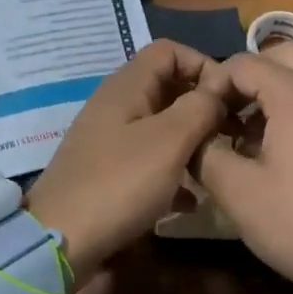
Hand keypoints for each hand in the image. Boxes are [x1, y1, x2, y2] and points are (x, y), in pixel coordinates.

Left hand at [27, 41, 226, 284]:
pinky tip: (189, 201)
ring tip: (216, 165)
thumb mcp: (169, 141)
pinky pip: (149, 161)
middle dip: (202, 106)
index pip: (168, 51)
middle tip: (231, 133)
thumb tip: (220, 88)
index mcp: (126, 87)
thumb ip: (199, 107)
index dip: (202, 64)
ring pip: (160, 127)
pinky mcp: (107, 174)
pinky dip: (172, 173)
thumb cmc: (120, 184)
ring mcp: (109, 141)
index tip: (229, 97)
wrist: (61, 242)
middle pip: (166, 88)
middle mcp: (115, 107)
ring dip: (191, 142)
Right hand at [194, 44, 292, 287]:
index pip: (245, 64)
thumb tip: (197, 137)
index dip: (216, 83)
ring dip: (287, 94)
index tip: (205, 115)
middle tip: (236, 115)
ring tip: (268, 137)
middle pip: (287, 57)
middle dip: (254, 77)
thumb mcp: (240, 195)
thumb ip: (207, 155)